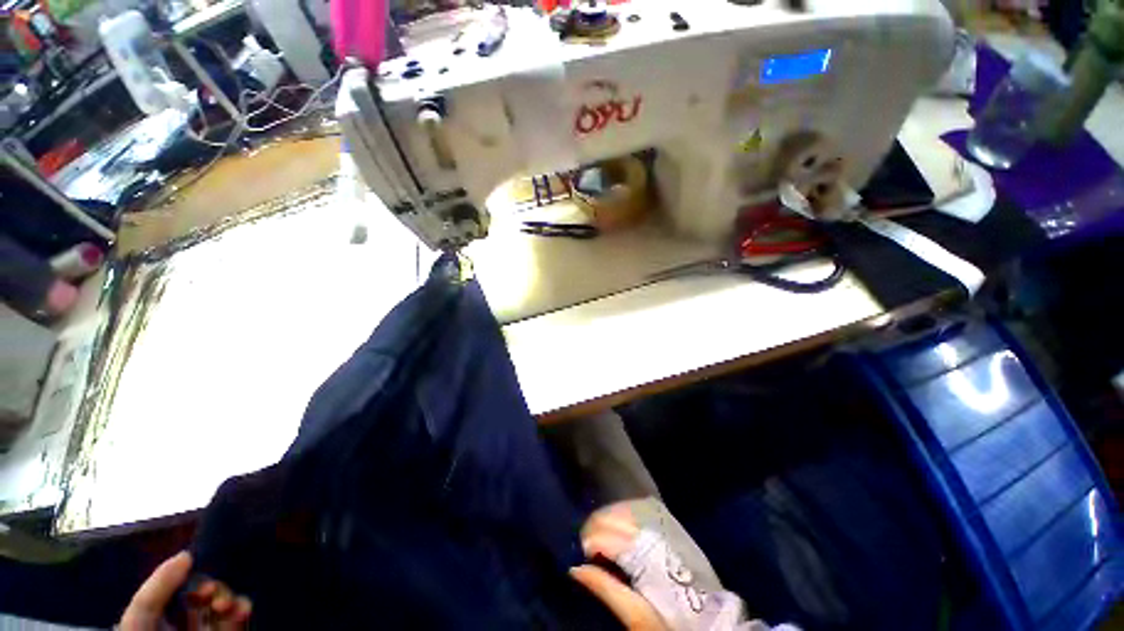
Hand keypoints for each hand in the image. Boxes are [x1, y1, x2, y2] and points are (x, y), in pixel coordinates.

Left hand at [120, 551, 251, 630]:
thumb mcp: (142, 618)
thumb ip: (157, 588)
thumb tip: (187, 554)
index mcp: (163, 617)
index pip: (182, 590)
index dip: (193, 580)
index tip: (197, 581)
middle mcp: (186, 624)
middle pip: (207, 596)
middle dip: (216, 589)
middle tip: (212, 595)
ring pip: (227, 606)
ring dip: (232, 599)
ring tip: (227, 606)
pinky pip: (239, 620)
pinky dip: (243, 610)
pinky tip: (241, 610)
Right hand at [570, 504, 668, 630]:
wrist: (711, 620)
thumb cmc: (671, 622)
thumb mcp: (636, 616)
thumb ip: (606, 588)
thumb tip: (575, 568)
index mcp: (646, 556)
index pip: (608, 534)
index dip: (590, 540)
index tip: (583, 553)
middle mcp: (654, 531)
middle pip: (615, 515)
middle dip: (596, 525)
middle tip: (589, 546)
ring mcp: (665, 523)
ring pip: (627, 506)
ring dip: (609, 515)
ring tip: (602, 534)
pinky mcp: (672, 523)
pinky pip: (641, 505)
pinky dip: (625, 510)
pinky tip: (620, 522)